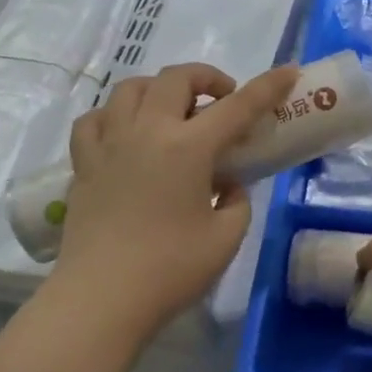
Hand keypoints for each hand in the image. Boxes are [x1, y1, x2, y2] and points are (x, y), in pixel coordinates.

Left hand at [52, 62, 298, 335]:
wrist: (101, 299)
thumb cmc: (171, 270)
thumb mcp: (226, 238)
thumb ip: (237, 201)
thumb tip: (226, 185)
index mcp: (188, 147)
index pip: (237, 106)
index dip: (267, 86)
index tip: (287, 71)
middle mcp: (147, 131)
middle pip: (176, 79)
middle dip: (207, 79)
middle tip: (223, 102)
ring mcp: (109, 144)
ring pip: (131, 88)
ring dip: (160, 89)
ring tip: (174, 112)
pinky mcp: (84, 164)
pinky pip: (95, 119)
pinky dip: (115, 115)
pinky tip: (126, 132)